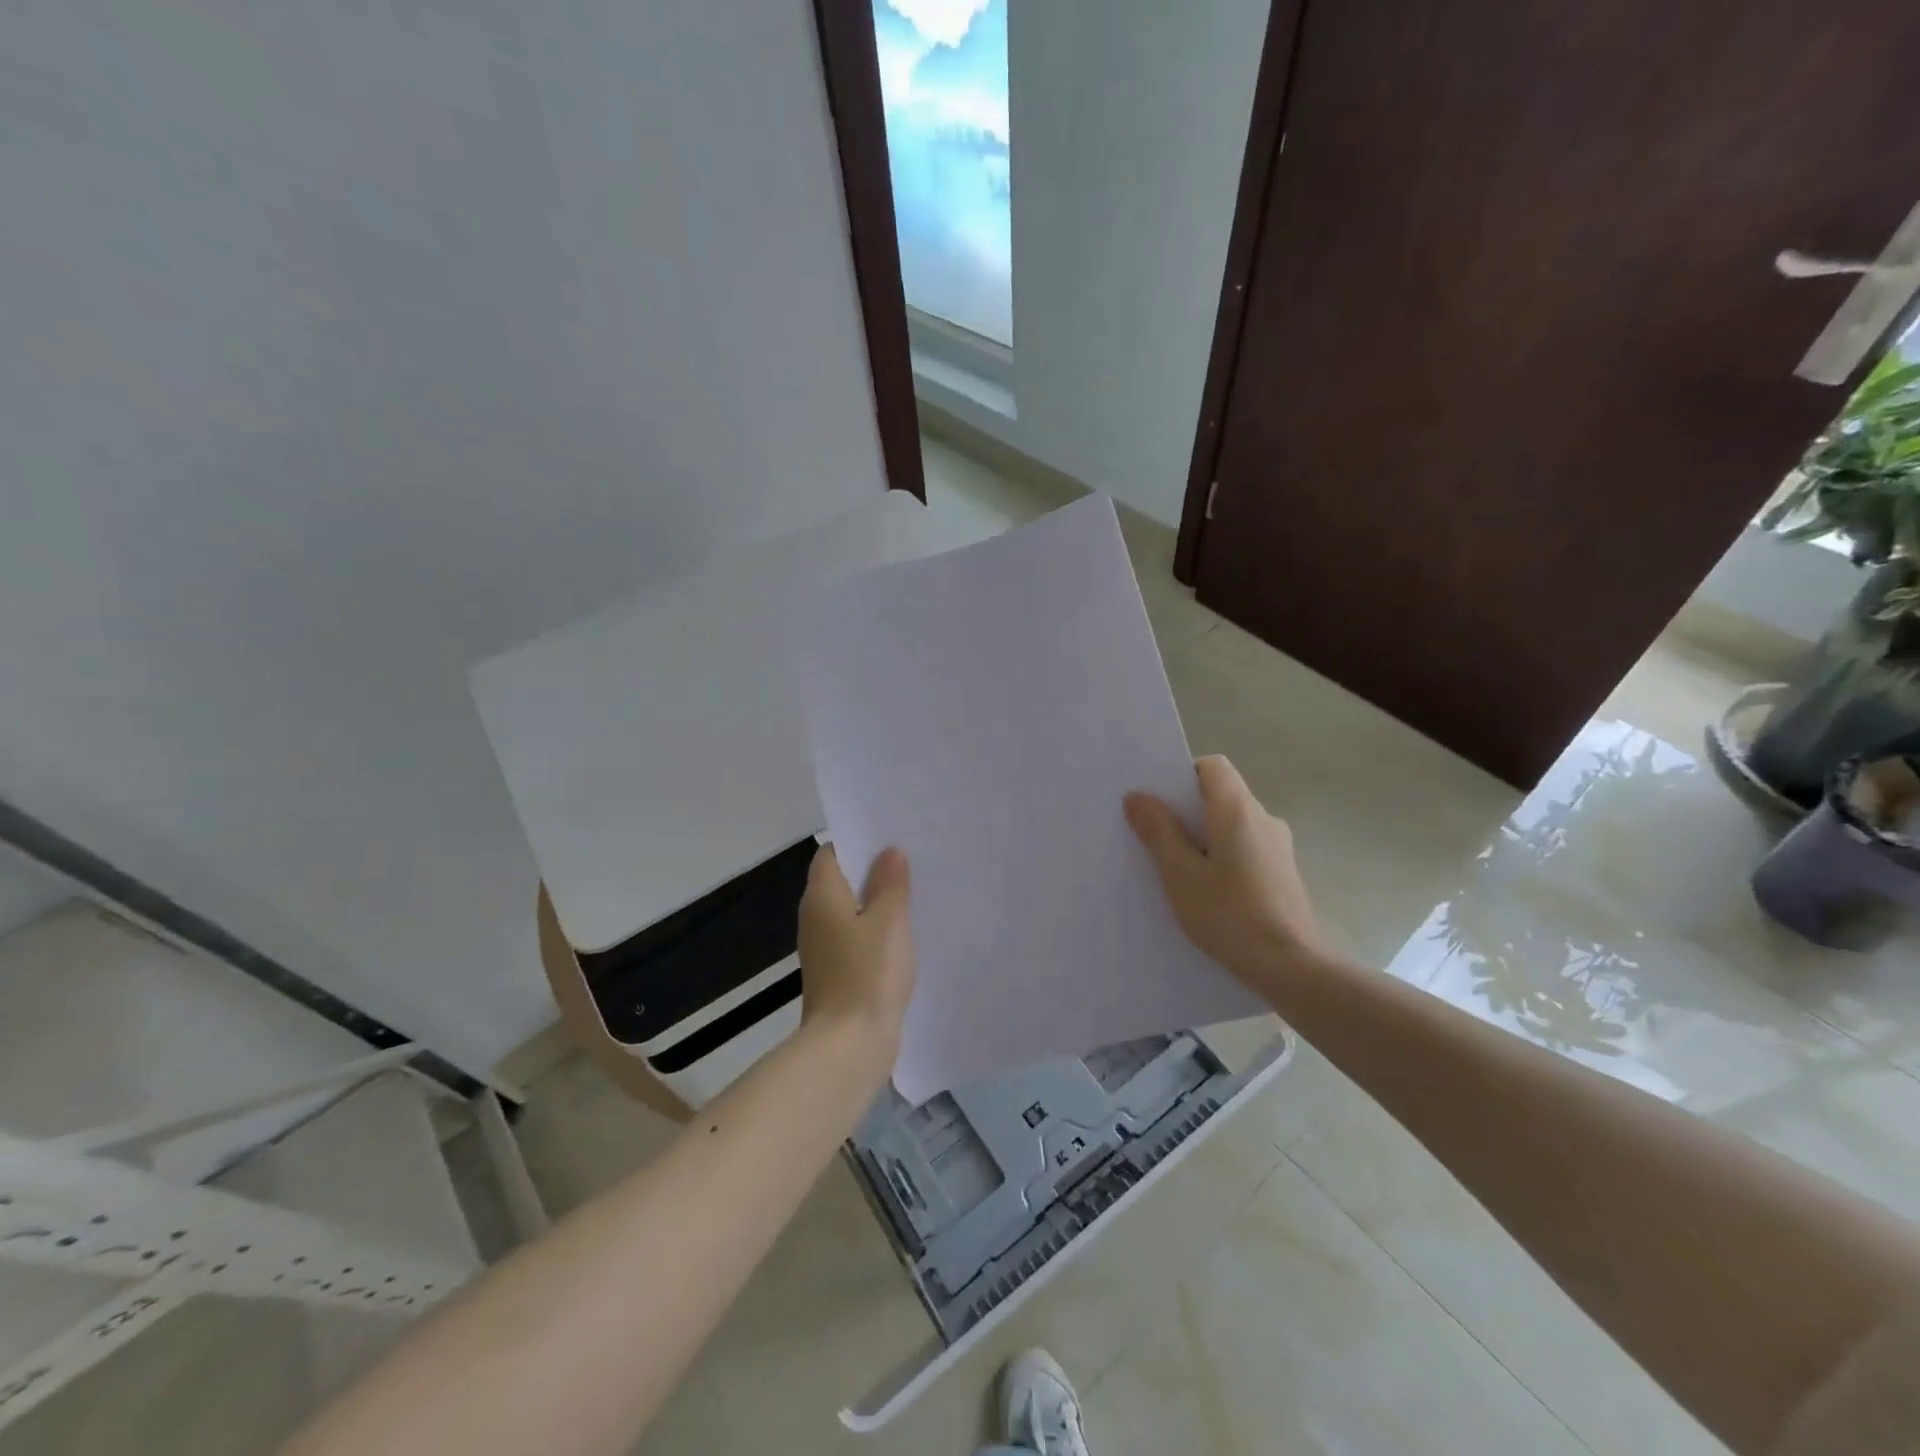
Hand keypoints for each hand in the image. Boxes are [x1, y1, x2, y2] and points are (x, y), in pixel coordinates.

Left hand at [797, 845, 915, 1061]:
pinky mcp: (838, 972)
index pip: (832, 854)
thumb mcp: (888, 920)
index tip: (891, 837)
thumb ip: (890, 883)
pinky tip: (907, 934)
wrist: (849, 1045)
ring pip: (852, 912)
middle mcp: (815, 917)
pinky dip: (877, 931)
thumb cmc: (868, 973)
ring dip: (878, 903)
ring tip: (916, 892)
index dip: (859, 841)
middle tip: (913, 860)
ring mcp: (824, 948)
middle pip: (842, 881)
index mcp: (822, 896)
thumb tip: (888, 852)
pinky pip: (857, 938)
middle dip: (874, 871)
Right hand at [1124, 755, 1326, 988]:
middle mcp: (1263, 818)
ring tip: (1175, 868)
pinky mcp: (1281, 872)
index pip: (1212, 766)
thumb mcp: (1180, 874)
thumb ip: (1158, 831)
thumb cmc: (1230, 915)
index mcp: (1238, 810)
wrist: (1291, 967)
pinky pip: (1244, 847)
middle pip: (1220, 794)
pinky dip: (1221, 856)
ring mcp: (1278, 846)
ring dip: (1203, 836)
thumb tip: (1138, 796)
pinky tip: (1205, 890)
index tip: (1158, 803)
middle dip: (1186, 810)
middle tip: (1154, 836)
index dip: (1182, 776)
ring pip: (1231, 824)